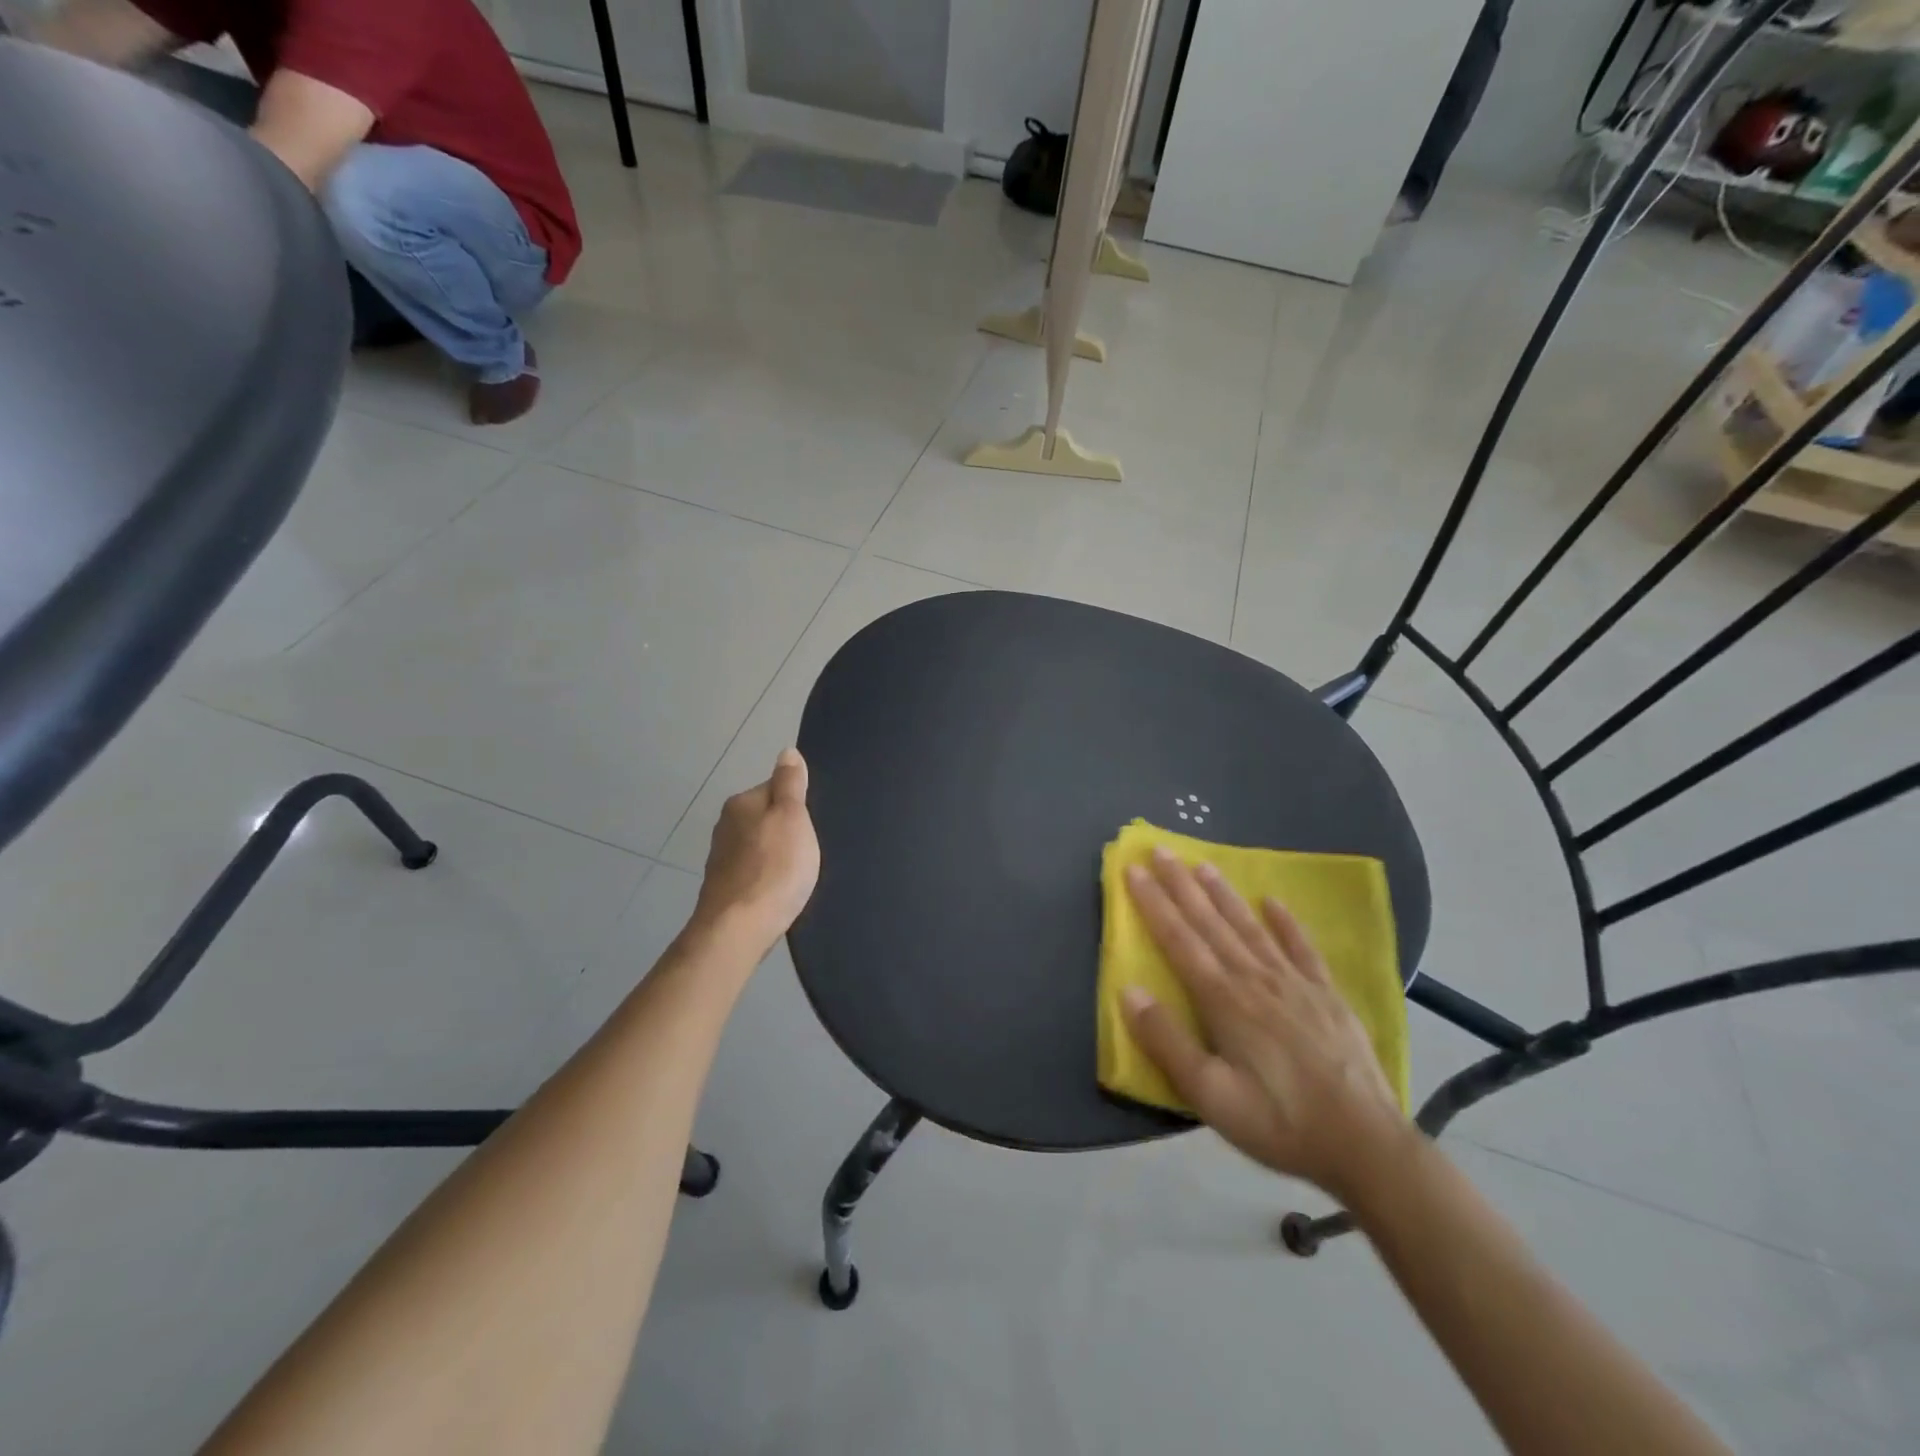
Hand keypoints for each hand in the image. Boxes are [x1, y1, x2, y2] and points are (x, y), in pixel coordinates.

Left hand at [693, 748, 819, 947]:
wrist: (739, 929)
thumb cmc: (774, 868)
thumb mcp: (793, 817)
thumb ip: (790, 784)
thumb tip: (787, 752)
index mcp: (742, 803)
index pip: (776, 788)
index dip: (799, 804)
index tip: (813, 824)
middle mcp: (726, 825)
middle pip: (766, 817)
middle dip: (786, 830)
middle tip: (809, 850)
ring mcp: (722, 858)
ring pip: (759, 846)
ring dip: (776, 855)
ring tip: (797, 874)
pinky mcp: (724, 888)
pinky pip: (753, 872)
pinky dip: (766, 877)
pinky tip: (779, 892)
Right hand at [1122, 849, 1408, 1198]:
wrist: (1365, 1144)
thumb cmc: (1278, 1121)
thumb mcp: (1210, 1096)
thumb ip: (1167, 1042)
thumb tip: (1128, 991)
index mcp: (1223, 1000)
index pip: (1178, 939)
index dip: (1152, 902)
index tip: (1132, 869)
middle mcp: (1255, 978)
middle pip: (1210, 922)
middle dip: (1181, 885)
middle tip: (1160, 850)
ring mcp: (1294, 983)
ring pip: (1250, 926)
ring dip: (1223, 894)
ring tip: (1203, 864)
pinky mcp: (1326, 995)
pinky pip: (1301, 948)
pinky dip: (1286, 922)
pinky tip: (1273, 902)